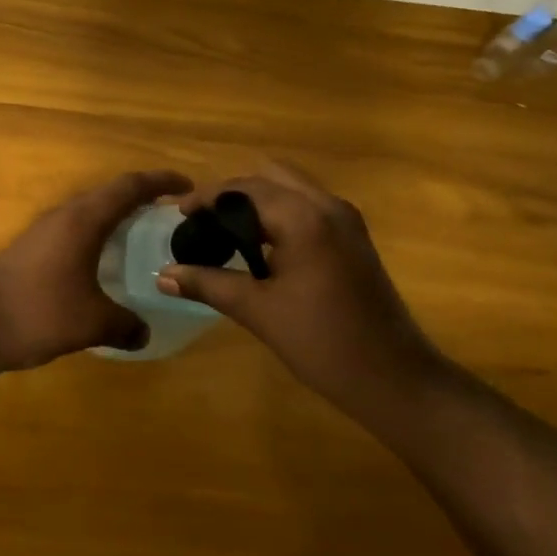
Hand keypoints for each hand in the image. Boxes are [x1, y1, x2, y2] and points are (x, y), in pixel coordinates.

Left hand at [0, 169, 192, 375]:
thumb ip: (125, 325)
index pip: (129, 186)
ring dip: (116, 217)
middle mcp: (64, 215)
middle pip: (109, 194)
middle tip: (169, 215)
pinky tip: (103, 264)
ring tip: (142, 237)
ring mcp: (43, 230)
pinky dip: (97, 236)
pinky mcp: (30, 249)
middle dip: (141, 198)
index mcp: (83, 220)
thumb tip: (144, 333)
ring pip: (89, 212)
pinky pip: (74, 230)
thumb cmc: (38, 312)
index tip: (187, 186)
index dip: (160, 182)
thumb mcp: (91, 323)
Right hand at [156, 161, 435, 403]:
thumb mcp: (258, 311)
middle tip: (201, 220)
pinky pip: (307, 206)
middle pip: (269, 177)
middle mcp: (327, 205)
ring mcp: (345, 219)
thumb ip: (208, 284)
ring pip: (291, 189)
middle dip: (231, 193)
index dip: (206, 197)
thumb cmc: (322, 342)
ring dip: (256, 201)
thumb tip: (162, 275)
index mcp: (303, 217)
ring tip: (223, 231)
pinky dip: (279, 214)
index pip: (243, 188)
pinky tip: (259, 246)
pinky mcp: (354, 237)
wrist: (394, 377)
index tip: (176, 213)